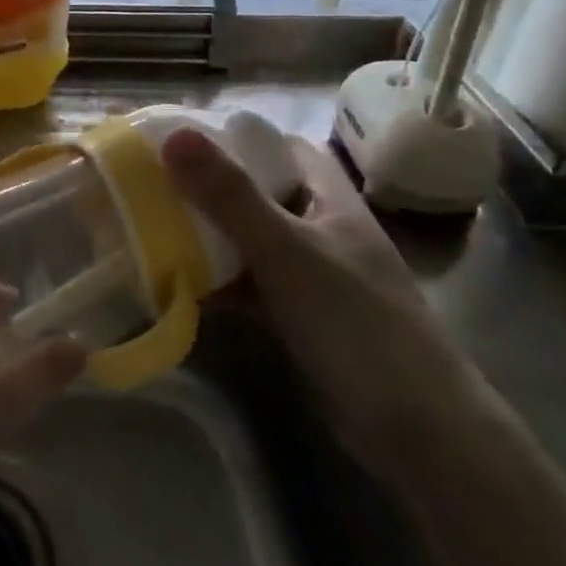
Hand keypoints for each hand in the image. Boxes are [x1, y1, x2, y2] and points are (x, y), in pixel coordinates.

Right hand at [162, 128, 477, 480]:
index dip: (236, 138)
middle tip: (152, 185)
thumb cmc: (354, 322)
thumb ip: (230, 196)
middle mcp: (321, 231)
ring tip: (150, 228)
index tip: (181, 140)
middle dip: (209, 189)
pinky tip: (176, 285)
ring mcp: (311, 278)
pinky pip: (249, 287)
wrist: (415, 430)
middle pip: (259, 195)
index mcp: (330, 200)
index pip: (283, 149)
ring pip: (250, 242)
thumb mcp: (286, 250)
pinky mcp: (299, 320)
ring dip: (209, 237)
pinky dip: (217, 283)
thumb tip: (175, 136)